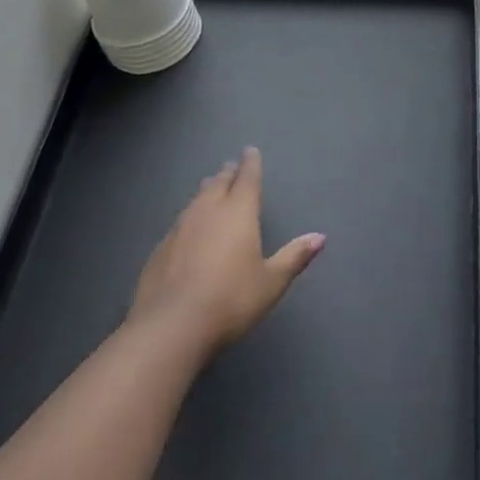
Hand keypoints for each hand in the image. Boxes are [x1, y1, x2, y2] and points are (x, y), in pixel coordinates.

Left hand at [129, 147, 323, 355]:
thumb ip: (294, 257)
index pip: (247, 178)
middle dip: (227, 174)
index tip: (250, 151)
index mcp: (238, 212)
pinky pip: (178, 223)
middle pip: (218, 184)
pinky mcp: (159, 251)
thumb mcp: (271, 282)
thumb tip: (320, 237)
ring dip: (205, 192)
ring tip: (209, 187)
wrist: (170, 328)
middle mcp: (208, 212)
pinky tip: (186, 230)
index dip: (250, 164)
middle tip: (230, 167)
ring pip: (195, 201)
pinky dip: (188, 218)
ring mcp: (179, 229)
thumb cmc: (231, 300)